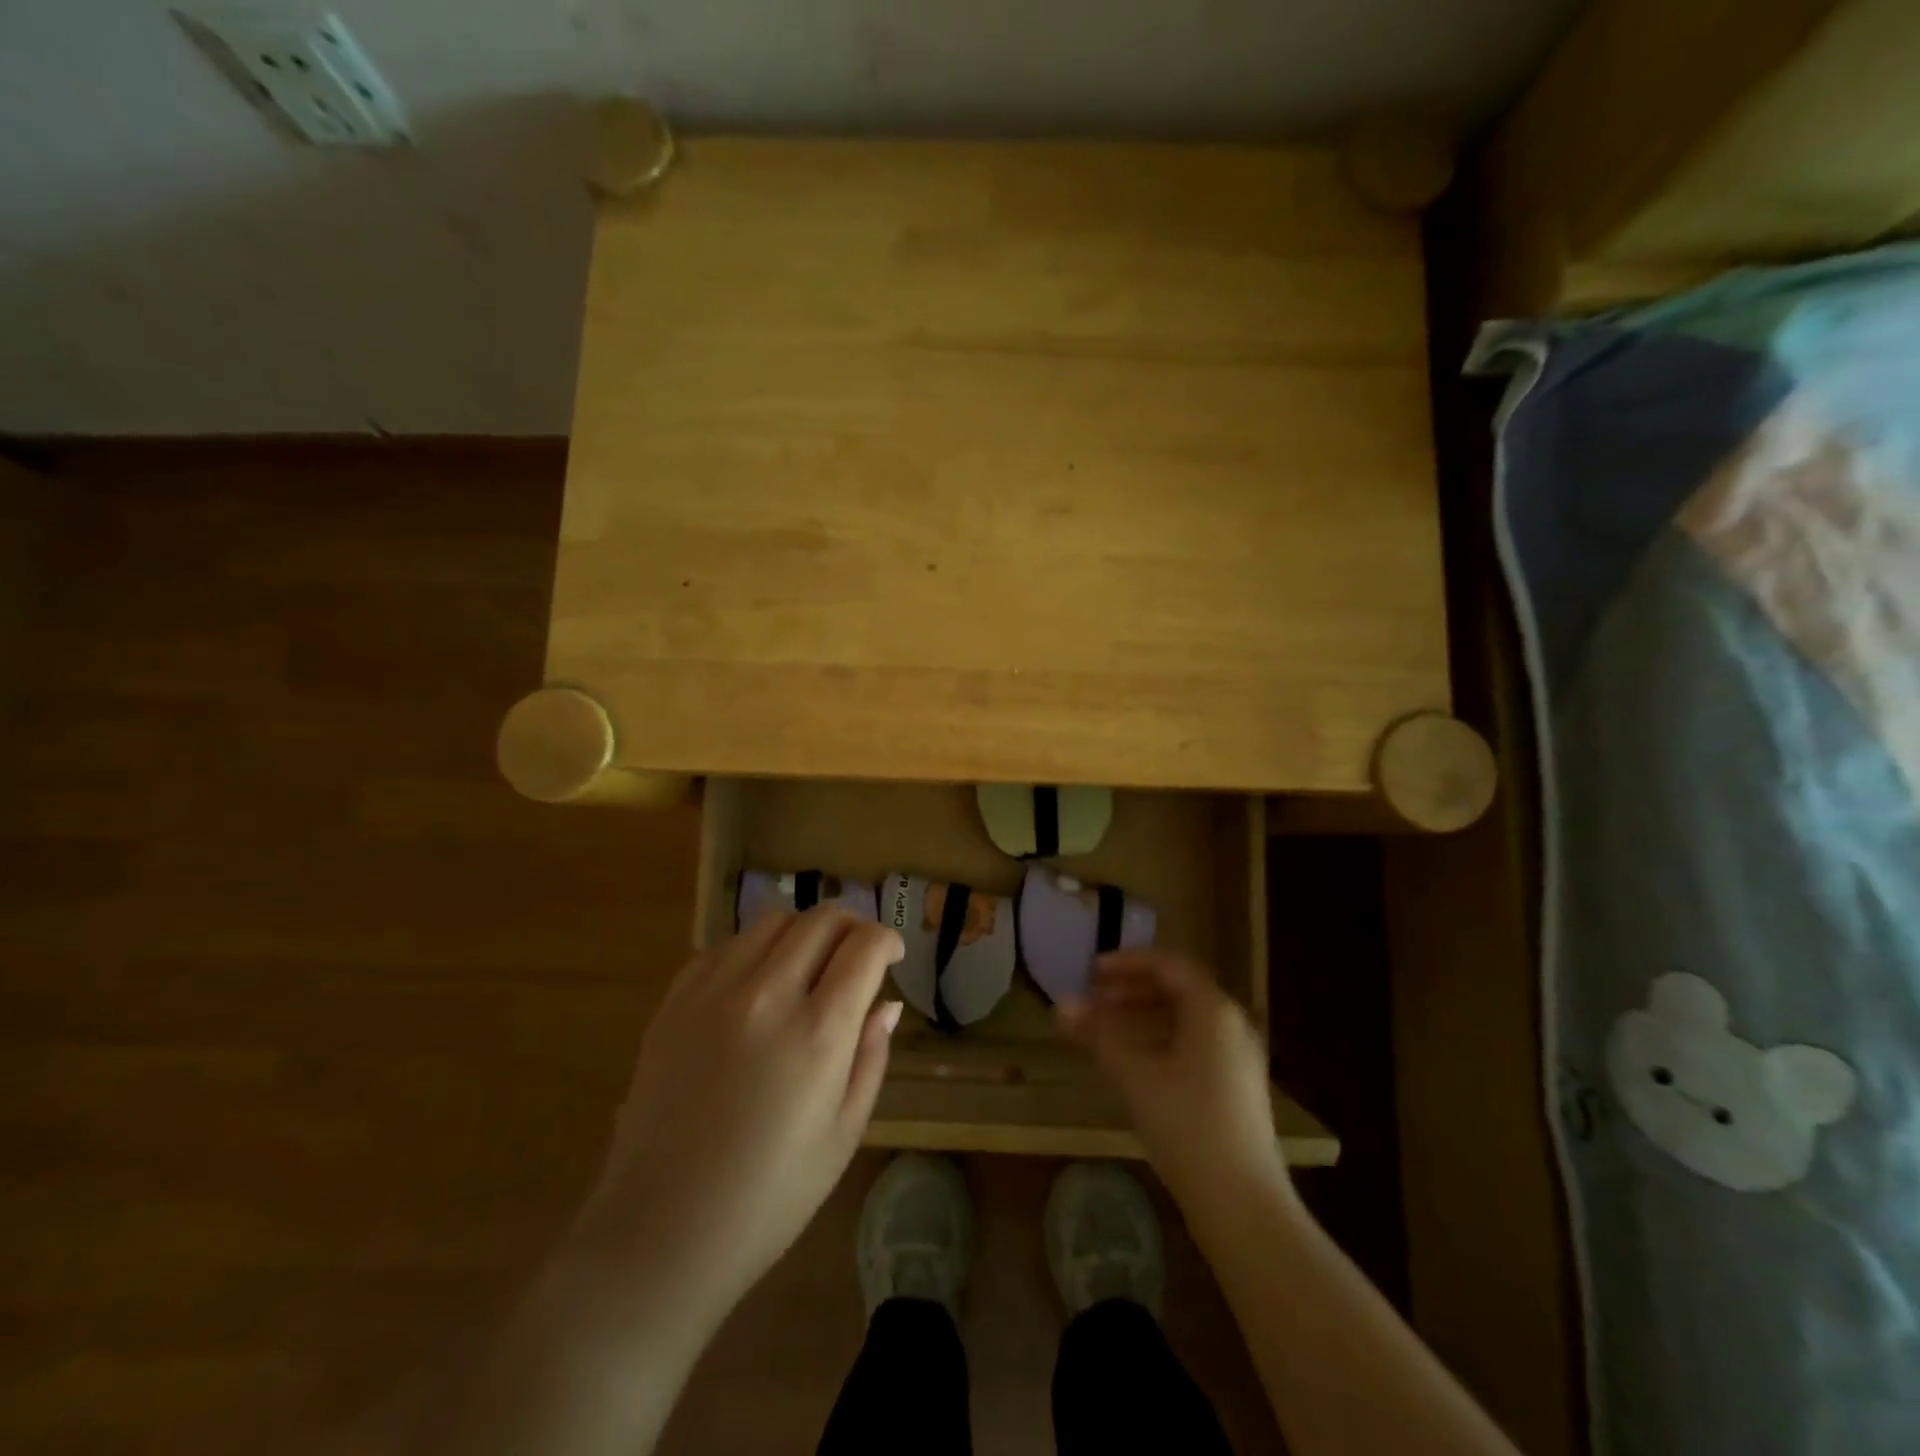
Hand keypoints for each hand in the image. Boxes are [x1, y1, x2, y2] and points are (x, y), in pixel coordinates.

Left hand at [571, 909, 905, 1317]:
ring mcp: (714, 992)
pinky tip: (756, 984)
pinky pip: (724, 946)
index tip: (891, 956)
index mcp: (818, 1031)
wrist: (661, 1232)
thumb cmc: (769, 1197)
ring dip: (803, 931)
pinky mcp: (675, 1002)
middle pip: (821, 919)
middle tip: (857, 954)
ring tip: (807, 965)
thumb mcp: (843, 1134)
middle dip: (851, 925)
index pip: (863, 946)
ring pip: (772, 921)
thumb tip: (886, 1004)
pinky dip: (753, 949)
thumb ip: (870, 1056)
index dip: (887, 940)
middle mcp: (767, 994)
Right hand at [1058, 950, 1290, 1214]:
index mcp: (1213, 1011)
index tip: (1091, 972)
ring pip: (1185, 1020)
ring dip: (1143, 1016)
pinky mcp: (1236, 1089)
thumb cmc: (1187, 1127)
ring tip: (1106, 1029)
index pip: (1169, 965)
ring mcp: (1238, 1059)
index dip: (1127, 962)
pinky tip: (1135, 1064)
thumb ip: (1098, 1035)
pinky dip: (1160, 1040)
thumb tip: (1061, 1004)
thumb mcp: (1135, 1076)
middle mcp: (1231, 1025)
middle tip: (1094, 999)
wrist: (1244, 1206)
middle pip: (1178, 990)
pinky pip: (1193, 1045)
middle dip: (1132, 989)